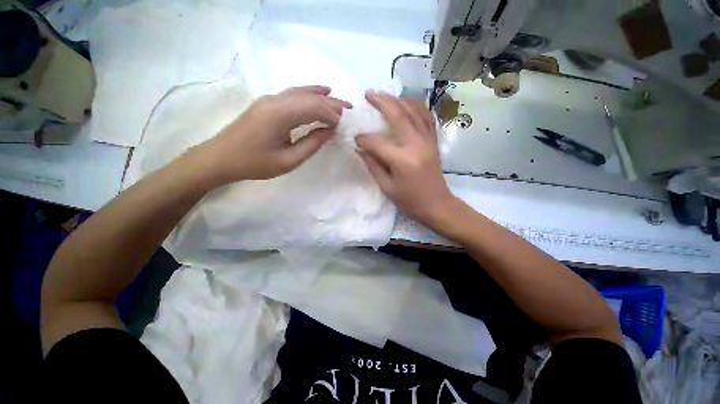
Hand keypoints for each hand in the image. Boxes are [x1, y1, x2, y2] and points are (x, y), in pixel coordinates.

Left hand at [192, 86, 351, 185]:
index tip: (343, 125)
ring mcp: (270, 99)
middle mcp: (276, 100)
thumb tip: (329, 131)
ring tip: (339, 102)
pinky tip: (319, 92)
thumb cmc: (255, 163)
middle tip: (349, 110)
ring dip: (322, 97)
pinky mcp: (267, 103)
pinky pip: (293, 94)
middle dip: (332, 103)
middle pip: (310, 97)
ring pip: (302, 93)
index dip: (331, 115)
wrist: (221, 158)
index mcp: (280, 115)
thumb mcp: (288, 160)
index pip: (314, 107)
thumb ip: (311, 144)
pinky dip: (309, 94)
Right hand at [355, 90, 455, 225]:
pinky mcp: (434, 141)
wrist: (437, 204)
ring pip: (415, 111)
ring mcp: (428, 141)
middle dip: (382, 102)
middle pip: (398, 116)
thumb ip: (373, 165)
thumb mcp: (387, 187)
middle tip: (369, 93)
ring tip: (387, 95)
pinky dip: (418, 107)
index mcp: (402, 160)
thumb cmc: (409, 200)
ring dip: (399, 100)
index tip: (355, 138)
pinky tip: (409, 103)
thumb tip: (360, 149)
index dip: (364, 139)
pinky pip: (427, 118)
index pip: (377, 142)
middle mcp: (416, 144)